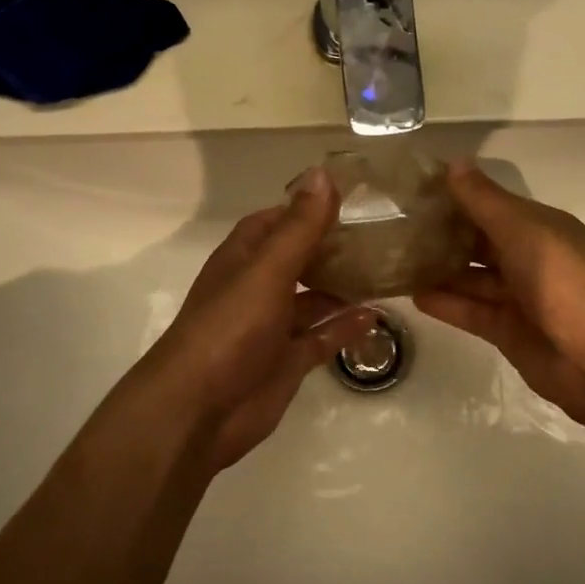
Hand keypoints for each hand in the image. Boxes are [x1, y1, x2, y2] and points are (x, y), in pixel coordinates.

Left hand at [145, 166, 374, 470]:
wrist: (199, 409)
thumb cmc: (230, 328)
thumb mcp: (268, 270)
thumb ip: (299, 226)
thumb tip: (323, 173)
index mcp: (244, 258)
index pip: (275, 221)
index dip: (306, 208)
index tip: (350, 199)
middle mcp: (257, 288)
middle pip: (298, 259)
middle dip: (332, 248)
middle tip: (380, 235)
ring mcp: (271, 327)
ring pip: (312, 299)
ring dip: (342, 287)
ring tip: (385, 272)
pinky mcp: (286, 361)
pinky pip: (321, 337)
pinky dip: (344, 327)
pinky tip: (375, 316)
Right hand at [413, 160, 584, 430]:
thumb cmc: (565, 283)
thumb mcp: (524, 231)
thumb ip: (485, 201)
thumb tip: (454, 162)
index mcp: (540, 228)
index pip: (491, 205)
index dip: (456, 197)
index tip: (413, 191)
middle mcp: (529, 258)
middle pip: (479, 242)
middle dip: (443, 235)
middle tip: (395, 227)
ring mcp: (519, 298)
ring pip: (472, 278)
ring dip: (439, 270)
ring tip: (394, 261)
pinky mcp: (509, 332)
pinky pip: (472, 312)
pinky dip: (446, 304)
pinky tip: (413, 296)